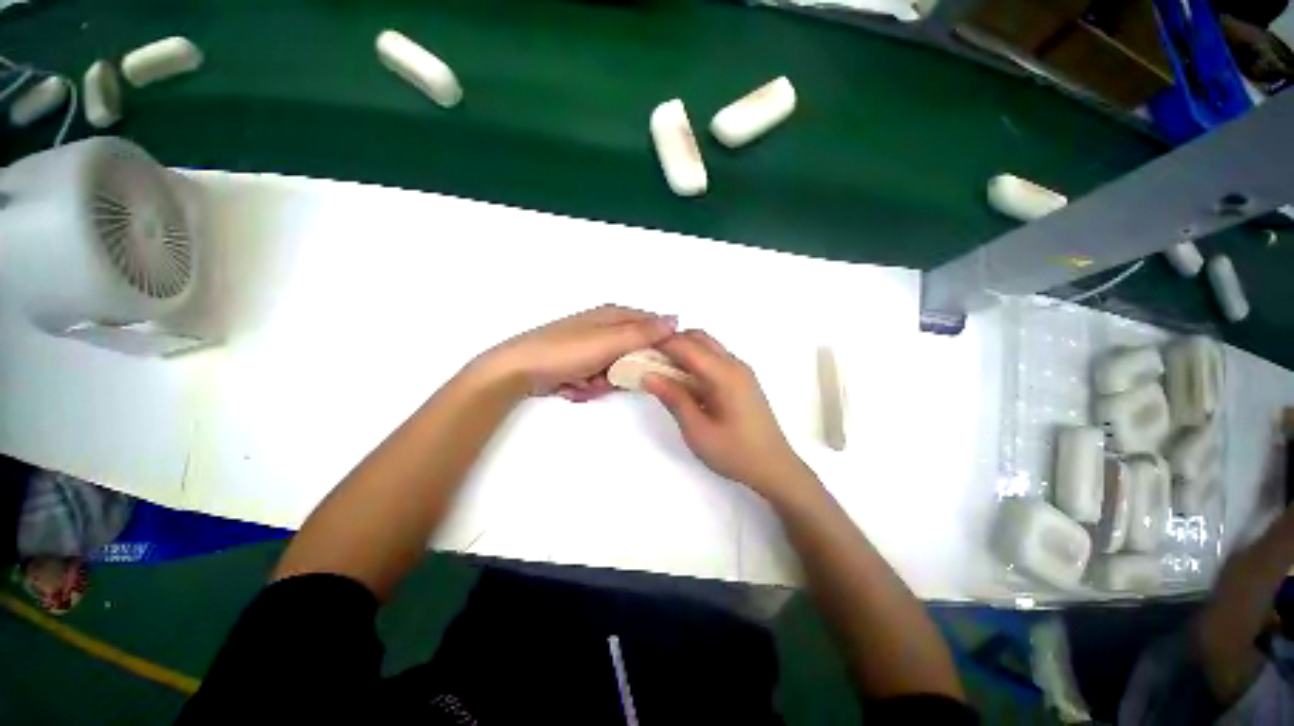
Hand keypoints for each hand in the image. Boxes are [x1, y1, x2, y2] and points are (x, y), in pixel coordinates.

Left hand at [476, 305, 676, 401]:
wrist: (519, 370)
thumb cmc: (567, 352)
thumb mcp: (610, 342)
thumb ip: (644, 332)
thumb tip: (676, 318)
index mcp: (614, 315)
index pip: (652, 326)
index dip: (659, 346)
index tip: (659, 365)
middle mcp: (605, 328)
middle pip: (634, 353)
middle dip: (623, 370)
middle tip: (608, 377)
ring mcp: (591, 347)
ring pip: (617, 369)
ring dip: (604, 381)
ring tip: (585, 383)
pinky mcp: (580, 363)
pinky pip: (598, 377)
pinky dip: (589, 385)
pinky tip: (574, 386)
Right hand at [643, 330, 818, 503]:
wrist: (774, 468)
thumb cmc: (735, 453)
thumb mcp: (697, 430)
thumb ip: (674, 398)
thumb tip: (648, 374)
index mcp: (725, 375)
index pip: (687, 346)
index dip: (661, 343)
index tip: (637, 349)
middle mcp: (735, 364)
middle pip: (699, 337)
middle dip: (672, 342)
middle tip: (648, 359)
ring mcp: (741, 370)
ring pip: (708, 346)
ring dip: (684, 350)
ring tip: (661, 369)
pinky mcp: (743, 379)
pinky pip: (715, 358)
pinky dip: (696, 360)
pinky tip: (683, 379)